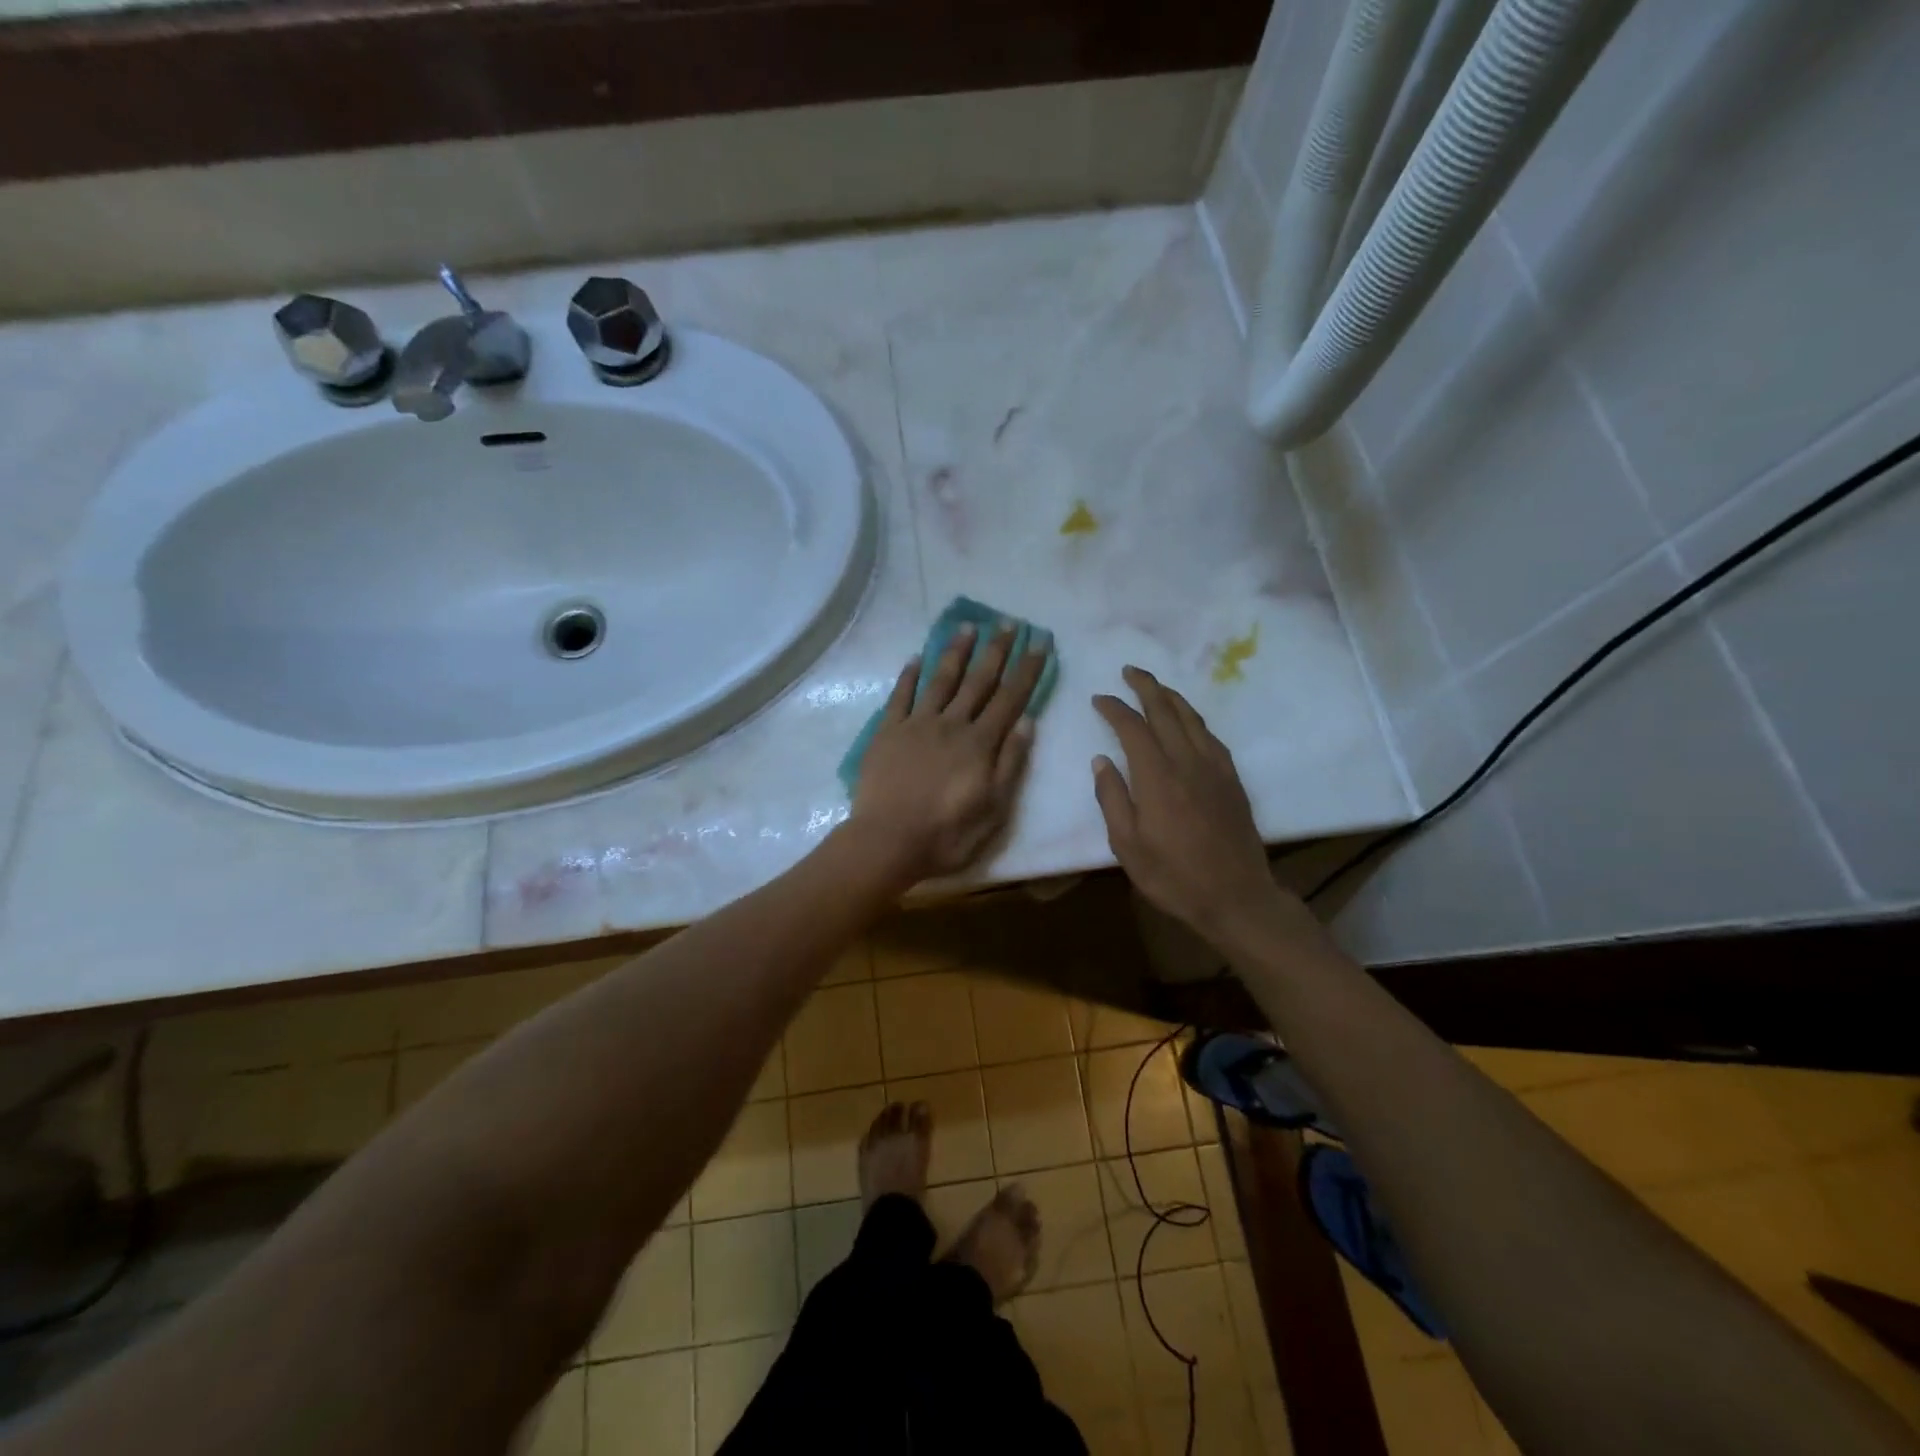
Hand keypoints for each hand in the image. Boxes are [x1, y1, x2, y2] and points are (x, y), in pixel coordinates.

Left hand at [851, 622, 1048, 883]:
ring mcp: (917, 725)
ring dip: (955, 652)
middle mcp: (951, 724)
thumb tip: (1027, 723)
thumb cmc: (946, 834)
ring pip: (940, 680)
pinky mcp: (888, 732)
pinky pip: (900, 696)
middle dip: (996, 650)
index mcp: (980, 743)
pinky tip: (916, 658)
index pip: (1010, 698)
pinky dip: (909, 676)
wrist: (887, 840)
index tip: (1039, 643)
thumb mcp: (994, 809)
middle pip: (978, 681)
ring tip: (967, 625)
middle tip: (1008, 623)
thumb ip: (1010, 764)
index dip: (1026, 670)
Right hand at [1092, 667, 1319, 951]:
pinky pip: (1210, 736)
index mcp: (1157, 777)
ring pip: (1191, 718)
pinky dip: (1193, 719)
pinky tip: (1187, 721)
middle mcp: (1187, 762)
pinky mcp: (1232, 779)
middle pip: (1165, 710)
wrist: (1236, 897)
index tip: (1099, 698)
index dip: (1114, 708)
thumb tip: (1101, 761)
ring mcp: (1215, 768)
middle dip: (1145, 686)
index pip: (1132, 727)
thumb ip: (1112, 799)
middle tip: (1129, 671)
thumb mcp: (1127, 846)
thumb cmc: (1173, 876)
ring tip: (1155, 686)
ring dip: (1171, 696)